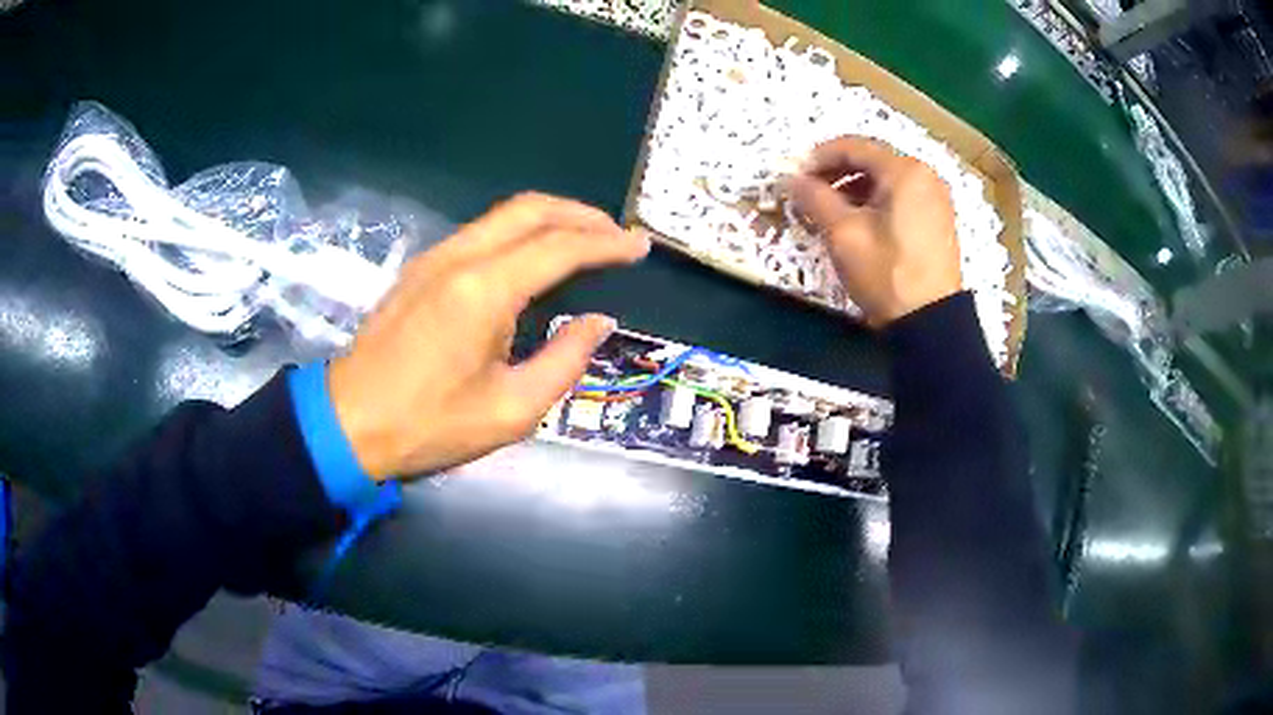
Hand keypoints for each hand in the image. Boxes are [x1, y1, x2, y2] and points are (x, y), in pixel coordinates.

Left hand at [327, 193, 649, 480]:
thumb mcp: (511, 410)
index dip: (607, 243)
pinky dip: (520, 231)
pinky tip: (534, 256)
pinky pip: (482, 232)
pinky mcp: (421, 268)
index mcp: (484, 290)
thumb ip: (565, 361)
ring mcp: (435, 257)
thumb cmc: (429, 424)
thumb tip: (598, 322)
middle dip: (582, 215)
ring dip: (551, 219)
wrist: (348, 423)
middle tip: (618, 234)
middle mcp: (460, 257)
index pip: (560, 247)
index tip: (641, 247)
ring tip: (586, 240)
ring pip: (504, 215)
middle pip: (531, 209)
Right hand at [785, 136, 960, 325]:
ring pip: (886, 180)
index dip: (819, 157)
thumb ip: (815, 198)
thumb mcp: (843, 234)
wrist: (930, 323)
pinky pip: (901, 197)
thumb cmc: (887, 273)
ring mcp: (936, 198)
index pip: (854, 147)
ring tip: (830, 210)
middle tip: (810, 192)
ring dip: (855, 188)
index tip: (796, 175)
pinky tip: (859, 222)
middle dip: (837, 172)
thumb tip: (792, 180)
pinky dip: (876, 201)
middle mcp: (925, 175)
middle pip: (872, 161)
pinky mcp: (939, 220)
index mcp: (905, 171)